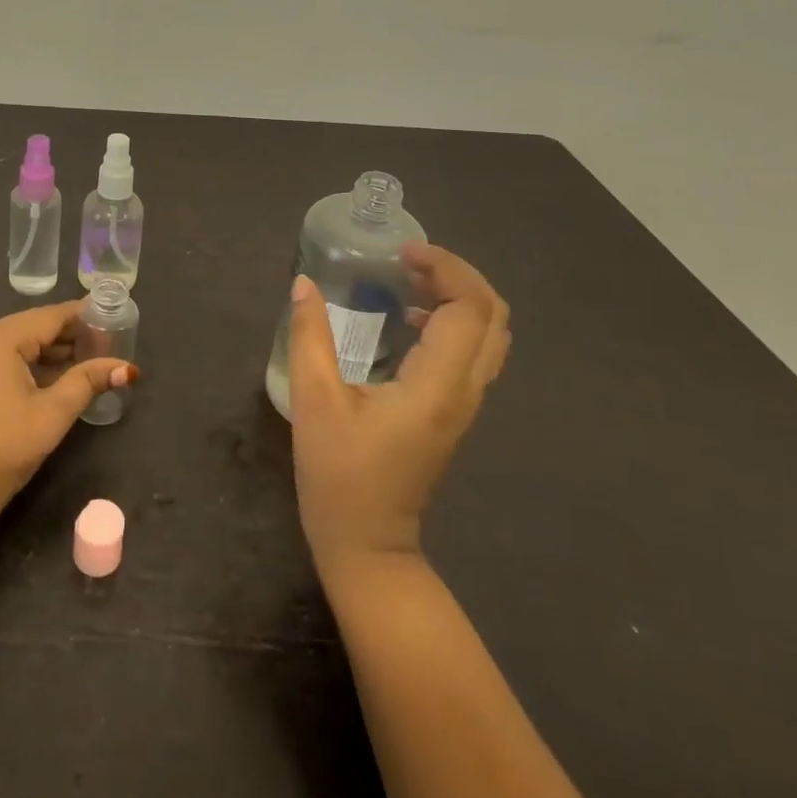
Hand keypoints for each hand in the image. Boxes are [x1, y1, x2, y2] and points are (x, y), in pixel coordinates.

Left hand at [0, 300, 135, 529]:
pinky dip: (31, 366)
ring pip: (19, 346)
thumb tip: (127, 368)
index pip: (50, 316)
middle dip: (69, 335)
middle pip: (33, 327)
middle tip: (107, 342)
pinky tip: (56, 379)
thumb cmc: (4, 446)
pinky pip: (4, 362)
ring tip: (89, 361)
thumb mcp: (53, 412)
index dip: (82, 315)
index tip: (112, 314)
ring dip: (52, 352)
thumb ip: (88, 382)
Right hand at [288, 244, 508, 577]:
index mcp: (437, 386)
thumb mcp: (314, 401)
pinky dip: (452, 319)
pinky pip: (473, 351)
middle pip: (493, 315)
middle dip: (458, 275)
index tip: (402, 253)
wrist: (368, 544)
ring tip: (407, 279)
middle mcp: (464, 391)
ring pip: (489, 333)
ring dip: (457, 296)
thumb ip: (310, 336)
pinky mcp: (453, 411)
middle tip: (408, 260)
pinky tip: (409, 318)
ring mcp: (464, 404)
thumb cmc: (339, 475)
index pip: (470, 309)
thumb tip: (304, 284)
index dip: (445, 268)